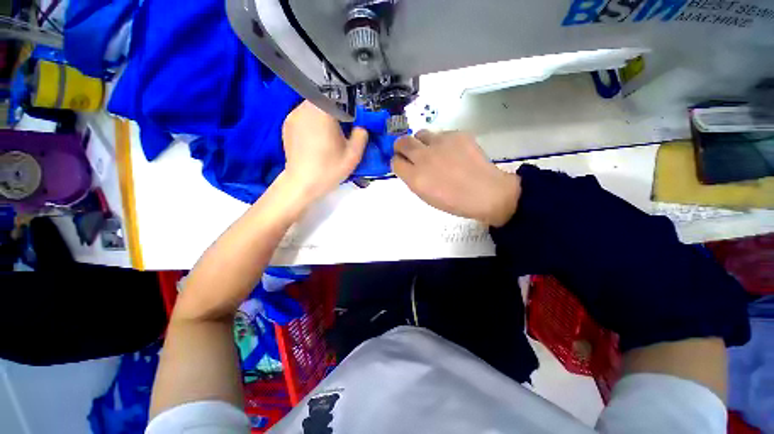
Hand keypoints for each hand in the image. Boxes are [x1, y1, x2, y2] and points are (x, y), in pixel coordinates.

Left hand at [281, 101, 368, 202]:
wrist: (302, 184)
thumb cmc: (329, 169)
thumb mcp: (353, 155)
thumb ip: (362, 135)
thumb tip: (361, 126)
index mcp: (322, 111)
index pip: (338, 94)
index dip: (348, 103)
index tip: (353, 117)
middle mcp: (305, 107)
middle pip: (324, 98)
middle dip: (335, 109)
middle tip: (343, 126)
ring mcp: (293, 115)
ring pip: (313, 106)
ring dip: (323, 114)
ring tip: (329, 134)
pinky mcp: (287, 124)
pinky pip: (303, 115)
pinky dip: (312, 121)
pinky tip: (316, 138)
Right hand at [391, 130, 519, 226]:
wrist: (487, 193)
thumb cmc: (455, 202)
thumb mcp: (426, 196)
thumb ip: (413, 180)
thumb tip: (408, 166)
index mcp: (416, 178)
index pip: (395, 162)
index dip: (398, 162)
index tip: (403, 164)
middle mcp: (424, 157)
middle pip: (402, 142)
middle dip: (401, 146)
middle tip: (408, 151)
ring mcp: (441, 143)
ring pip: (420, 134)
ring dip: (421, 142)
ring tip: (432, 151)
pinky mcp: (456, 135)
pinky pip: (441, 134)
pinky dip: (441, 142)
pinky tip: (452, 152)